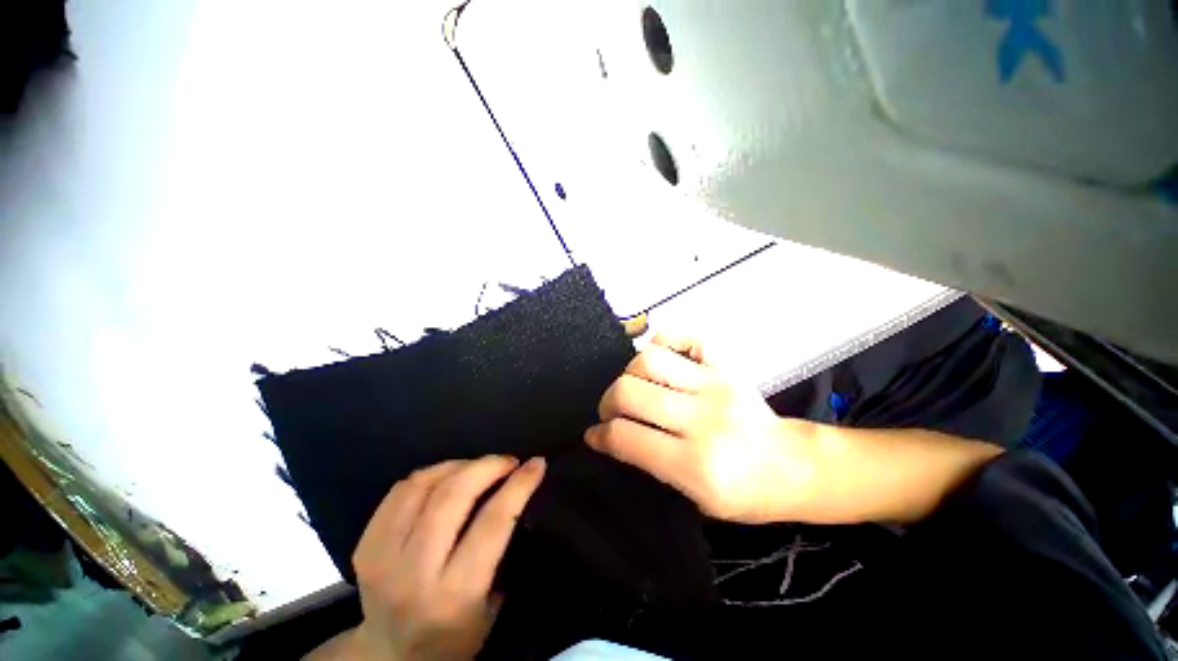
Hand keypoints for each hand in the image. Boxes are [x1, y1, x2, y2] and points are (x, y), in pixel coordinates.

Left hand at [346, 456, 545, 660]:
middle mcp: (414, 573)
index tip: (536, 464)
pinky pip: (400, 490)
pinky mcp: (365, 545)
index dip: (518, 485)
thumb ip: (502, 550)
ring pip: (423, 485)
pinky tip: (447, 475)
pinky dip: (430, 473)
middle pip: (453, 496)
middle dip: (488, 466)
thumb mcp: (491, 606)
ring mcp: (382, 557)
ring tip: (479, 466)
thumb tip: (516, 491)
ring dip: (459, 465)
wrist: (389, 659)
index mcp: (454, 594)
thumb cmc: (453, 637)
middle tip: (508, 461)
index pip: (493, 522)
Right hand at [585, 333, 817, 523]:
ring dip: (629, 373)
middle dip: (608, 402)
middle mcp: (703, 418)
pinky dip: (662, 342)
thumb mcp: (694, 499)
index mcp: (696, 464)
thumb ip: (649, 464)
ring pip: (649, 359)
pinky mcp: (726, 365)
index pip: (626, 437)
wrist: (794, 466)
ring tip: (633, 386)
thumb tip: (608, 437)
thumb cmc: (745, 494)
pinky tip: (658, 360)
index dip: (600, 435)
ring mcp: (716, 384)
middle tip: (611, 412)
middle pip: (630, 391)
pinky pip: (684, 337)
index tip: (594, 435)